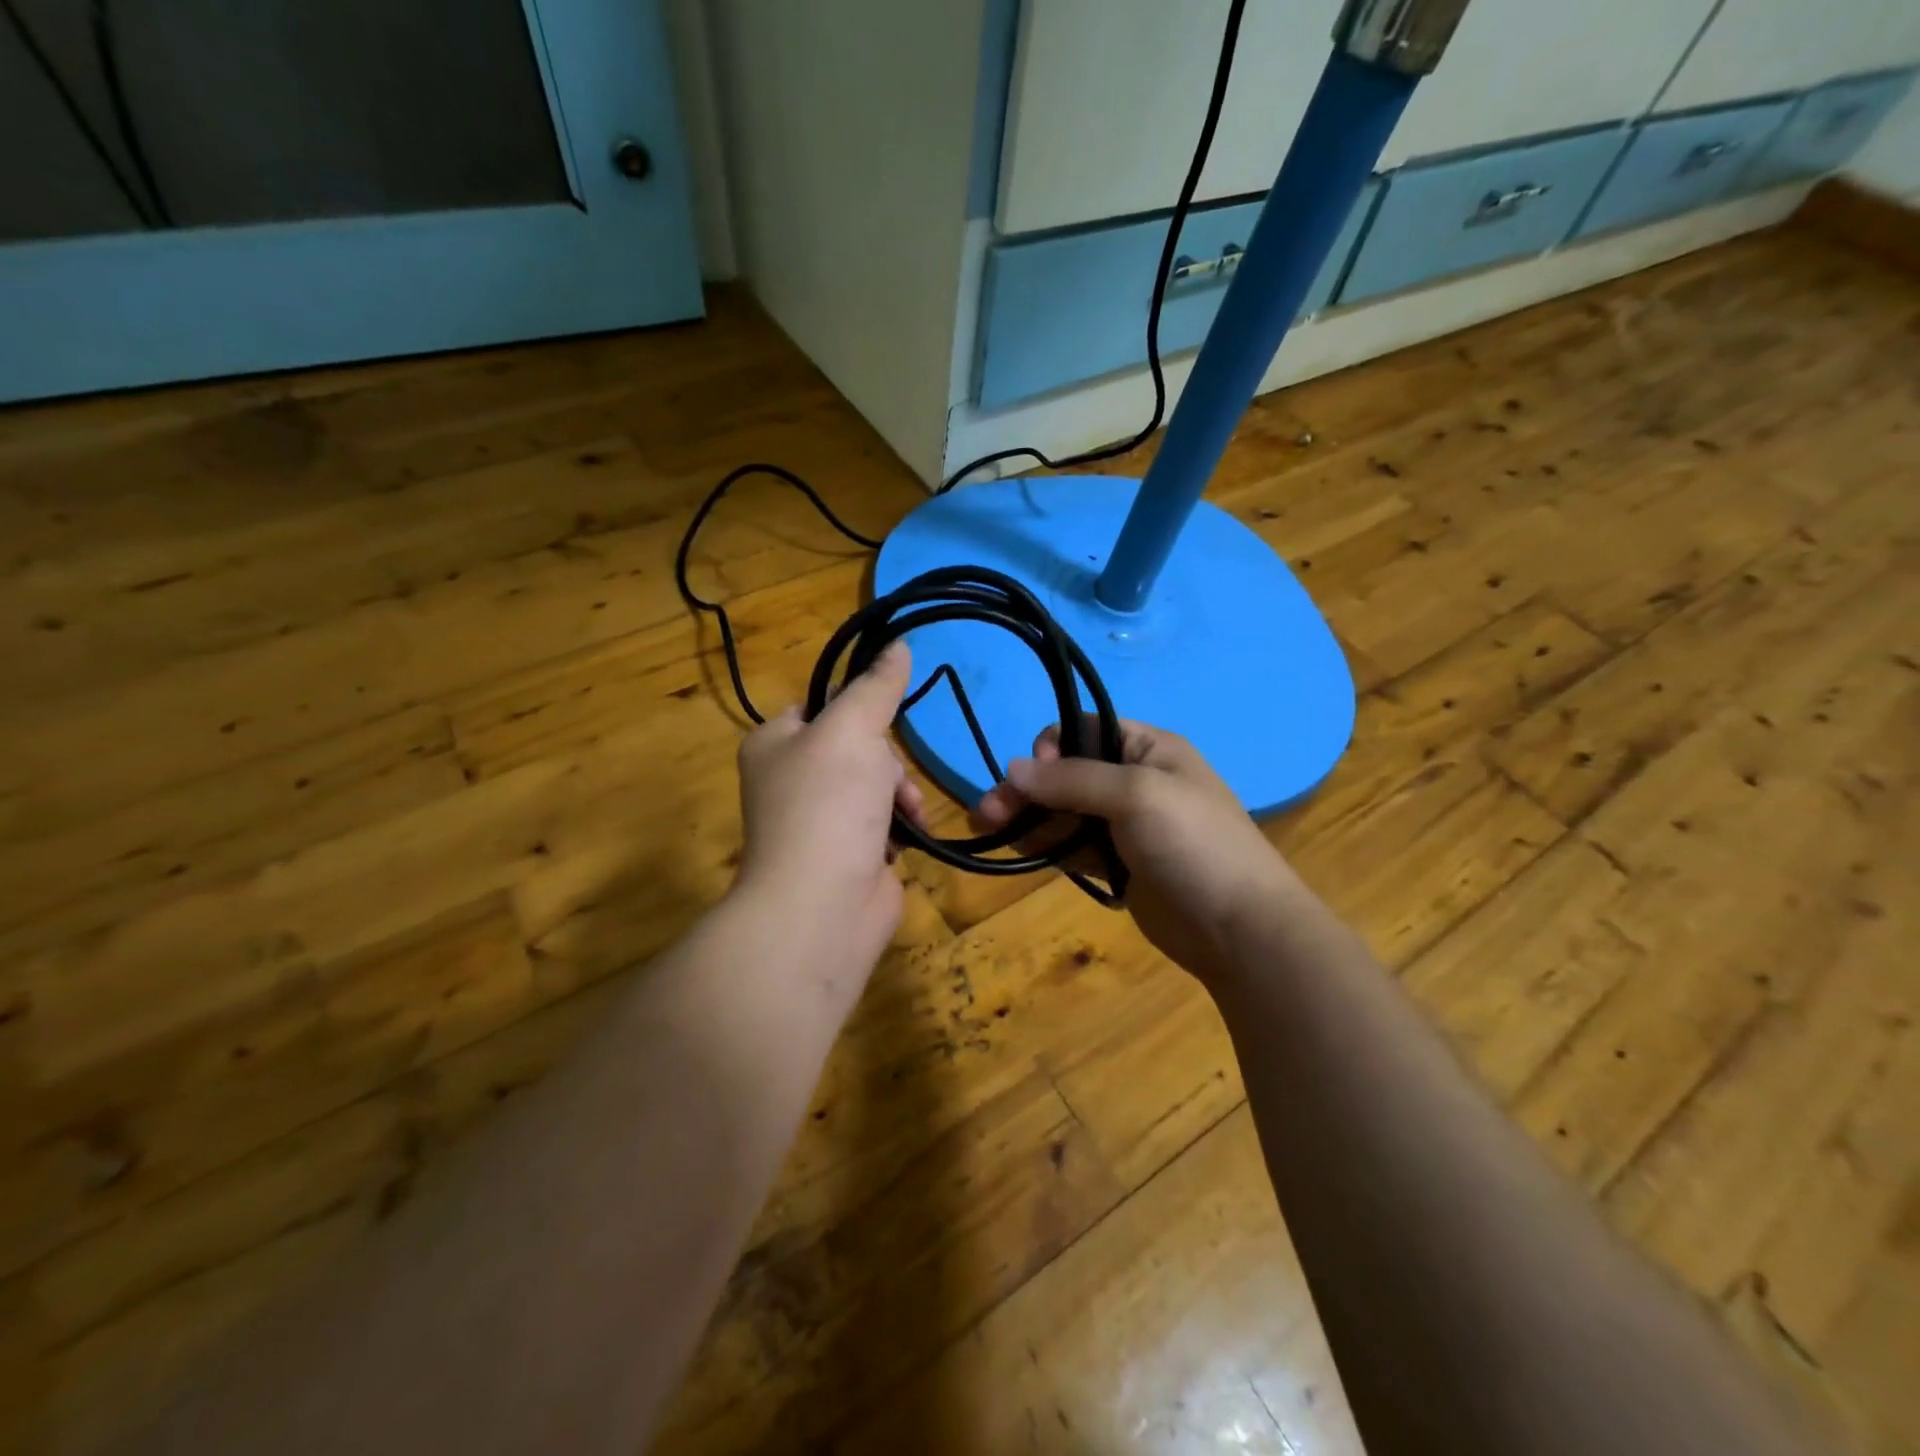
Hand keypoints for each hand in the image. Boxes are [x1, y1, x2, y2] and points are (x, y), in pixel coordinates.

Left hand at [734, 642, 925, 978]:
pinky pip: (883, 824)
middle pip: (856, 747)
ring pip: (876, 785)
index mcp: (774, 744)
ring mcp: (819, 822)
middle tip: (887, 779)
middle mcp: (790, 780)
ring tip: (904, 814)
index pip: (818, 705)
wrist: (822, 907)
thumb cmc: (828, 805)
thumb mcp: (852, 730)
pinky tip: (905, 840)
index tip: (884, 713)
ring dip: (899, 796)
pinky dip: (899, 828)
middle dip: (885, 762)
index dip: (855, 706)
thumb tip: (898, 644)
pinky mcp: (847, 856)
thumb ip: (876, 687)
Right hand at [974, 718, 1305, 979]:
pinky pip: (1073, 844)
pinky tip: (1016, 848)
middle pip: (1066, 773)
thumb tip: (1012, 767)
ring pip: (1064, 811)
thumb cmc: (1194, 845)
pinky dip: (1045, 843)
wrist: (1241, 928)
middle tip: (986, 814)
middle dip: (1026, 789)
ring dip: (1027, 817)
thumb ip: (1072, 779)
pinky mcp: (1119, 864)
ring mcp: (1126, 825)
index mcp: (1148, 748)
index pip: (1084, 729)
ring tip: (987, 830)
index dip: (1052, 748)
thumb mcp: (1136, 795)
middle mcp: (1134, 780)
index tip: (1036, 778)